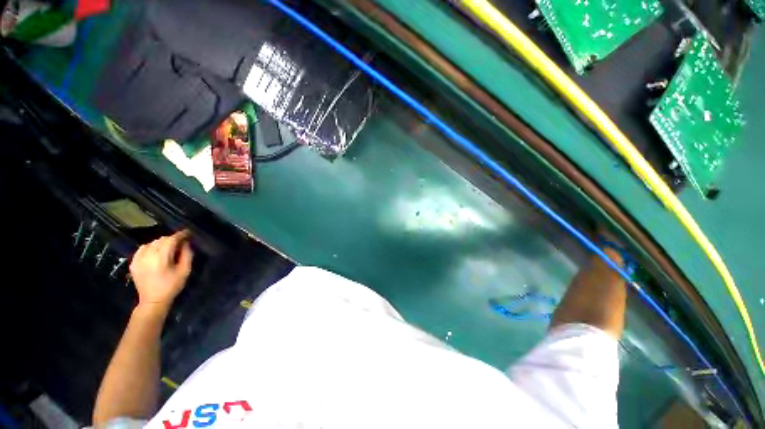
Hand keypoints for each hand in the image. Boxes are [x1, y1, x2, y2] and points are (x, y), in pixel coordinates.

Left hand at [129, 230, 192, 310]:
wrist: (153, 301)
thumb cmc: (172, 286)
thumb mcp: (185, 271)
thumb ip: (187, 255)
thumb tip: (186, 243)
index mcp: (161, 258)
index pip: (171, 240)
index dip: (180, 235)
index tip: (188, 233)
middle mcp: (147, 256)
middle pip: (161, 240)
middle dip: (172, 239)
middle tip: (181, 242)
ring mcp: (138, 259)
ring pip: (151, 243)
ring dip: (161, 243)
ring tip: (169, 247)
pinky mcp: (133, 263)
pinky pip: (142, 249)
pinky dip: (151, 247)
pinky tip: (156, 252)